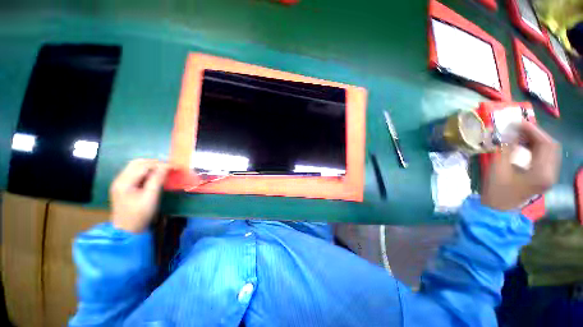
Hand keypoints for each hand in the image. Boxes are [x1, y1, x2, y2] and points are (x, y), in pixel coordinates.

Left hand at [110, 159, 169, 232]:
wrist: (127, 230)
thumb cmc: (140, 215)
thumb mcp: (151, 197)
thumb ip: (157, 180)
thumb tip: (167, 166)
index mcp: (124, 182)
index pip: (143, 166)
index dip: (160, 164)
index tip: (174, 167)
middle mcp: (120, 179)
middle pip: (137, 163)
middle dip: (154, 163)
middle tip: (168, 168)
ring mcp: (120, 182)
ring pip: (135, 166)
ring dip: (150, 166)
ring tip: (163, 171)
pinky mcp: (123, 186)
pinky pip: (135, 173)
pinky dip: (146, 171)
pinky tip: (154, 176)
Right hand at [481, 122, 560, 211]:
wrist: (498, 209)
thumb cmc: (497, 190)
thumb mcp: (498, 168)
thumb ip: (506, 148)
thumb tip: (509, 132)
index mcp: (542, 173)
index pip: (546, 144)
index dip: (533, 130)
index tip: (517, 122)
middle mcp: (551, 173)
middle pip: (551, 146)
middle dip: (535, 133)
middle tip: (518, 128)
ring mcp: (549, 176)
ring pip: (549, 151)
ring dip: (536, 140)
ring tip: (519, 135)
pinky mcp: (544, 177)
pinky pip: (545, 157)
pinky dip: (536, 148)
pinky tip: (523, 146)